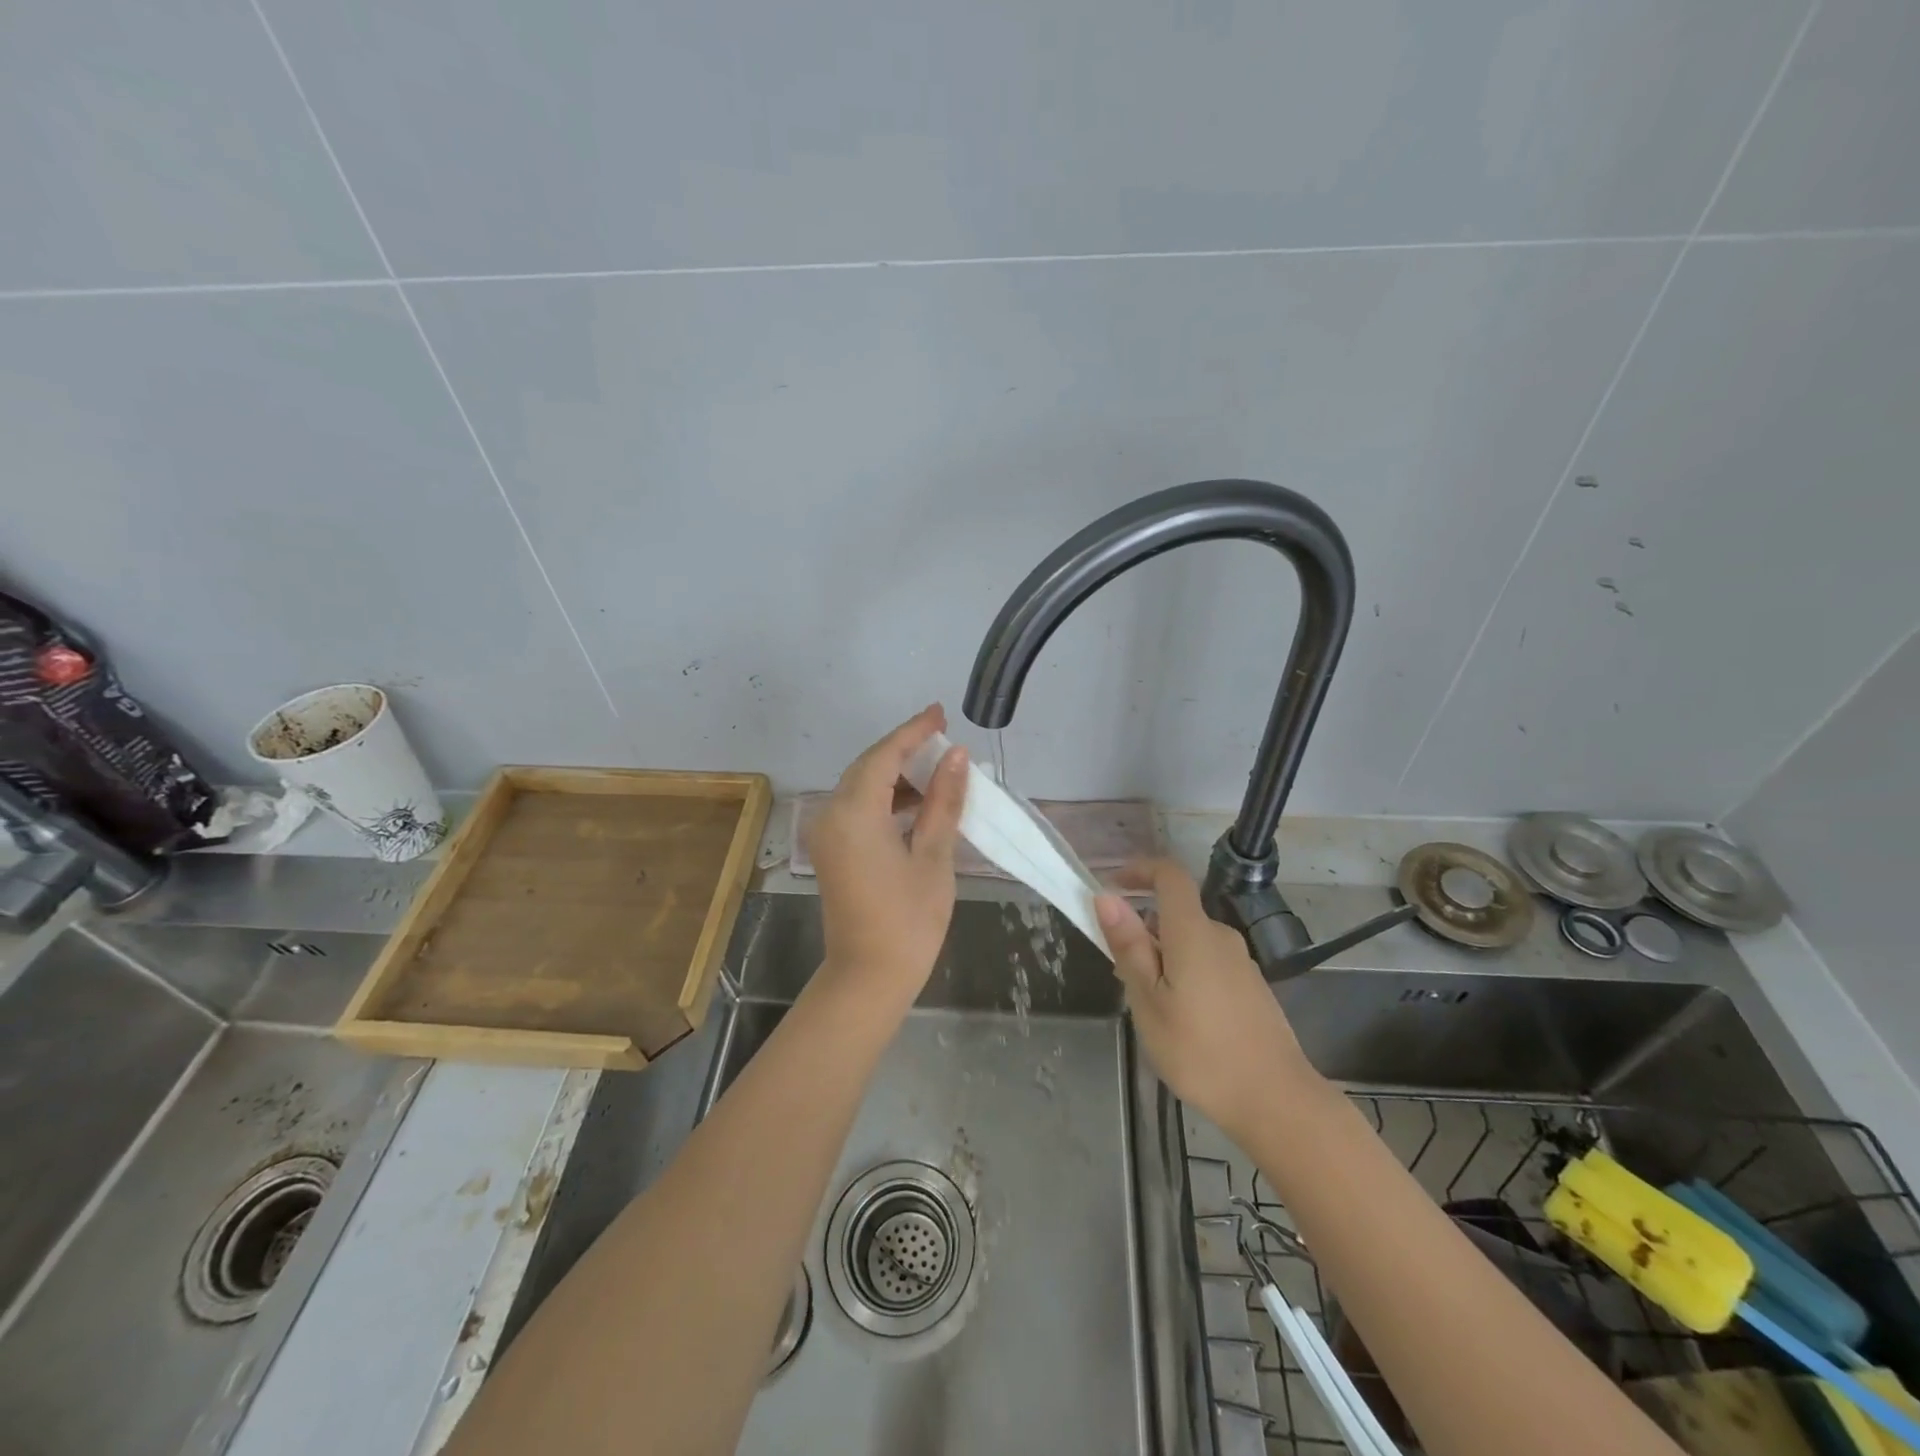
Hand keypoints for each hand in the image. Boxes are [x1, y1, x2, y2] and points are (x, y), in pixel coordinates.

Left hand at [806, 705, 967, 1008]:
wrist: (868, 978)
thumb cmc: (908, 920)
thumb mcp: (933, 856)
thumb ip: (943, 801)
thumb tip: (956, 757)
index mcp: (855, 812)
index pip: (885, 755)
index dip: (914, 731)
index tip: (941, 713)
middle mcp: (831, 813)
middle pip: (869, 766)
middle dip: (905, 749)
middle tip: (943, 736)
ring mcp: (827, 832)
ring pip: (861, 785)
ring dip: (896, 774)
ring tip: (938, 769)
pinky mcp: (832, 849)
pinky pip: (857, 807)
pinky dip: (885, 798)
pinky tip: (917, 802)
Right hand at [1096, 860, 1319, 1137]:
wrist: (1277, 1102)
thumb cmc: (1201, 1052)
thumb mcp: (1149, 1002)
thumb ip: (1129, 947)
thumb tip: (1107, 897)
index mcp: (1193, 933)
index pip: (1170, 875)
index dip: (1140, 869)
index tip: (1113, 885)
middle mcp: (1221, 937)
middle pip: (1176, 913)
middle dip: (1143, 929)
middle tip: (1121, 973)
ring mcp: (1241, 963)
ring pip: (1191, 941)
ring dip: (1163, 955)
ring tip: (1148, 1005)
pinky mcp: (1251, 987)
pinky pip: (1208, 962)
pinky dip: (1185, 972)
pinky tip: (1181, 1019)